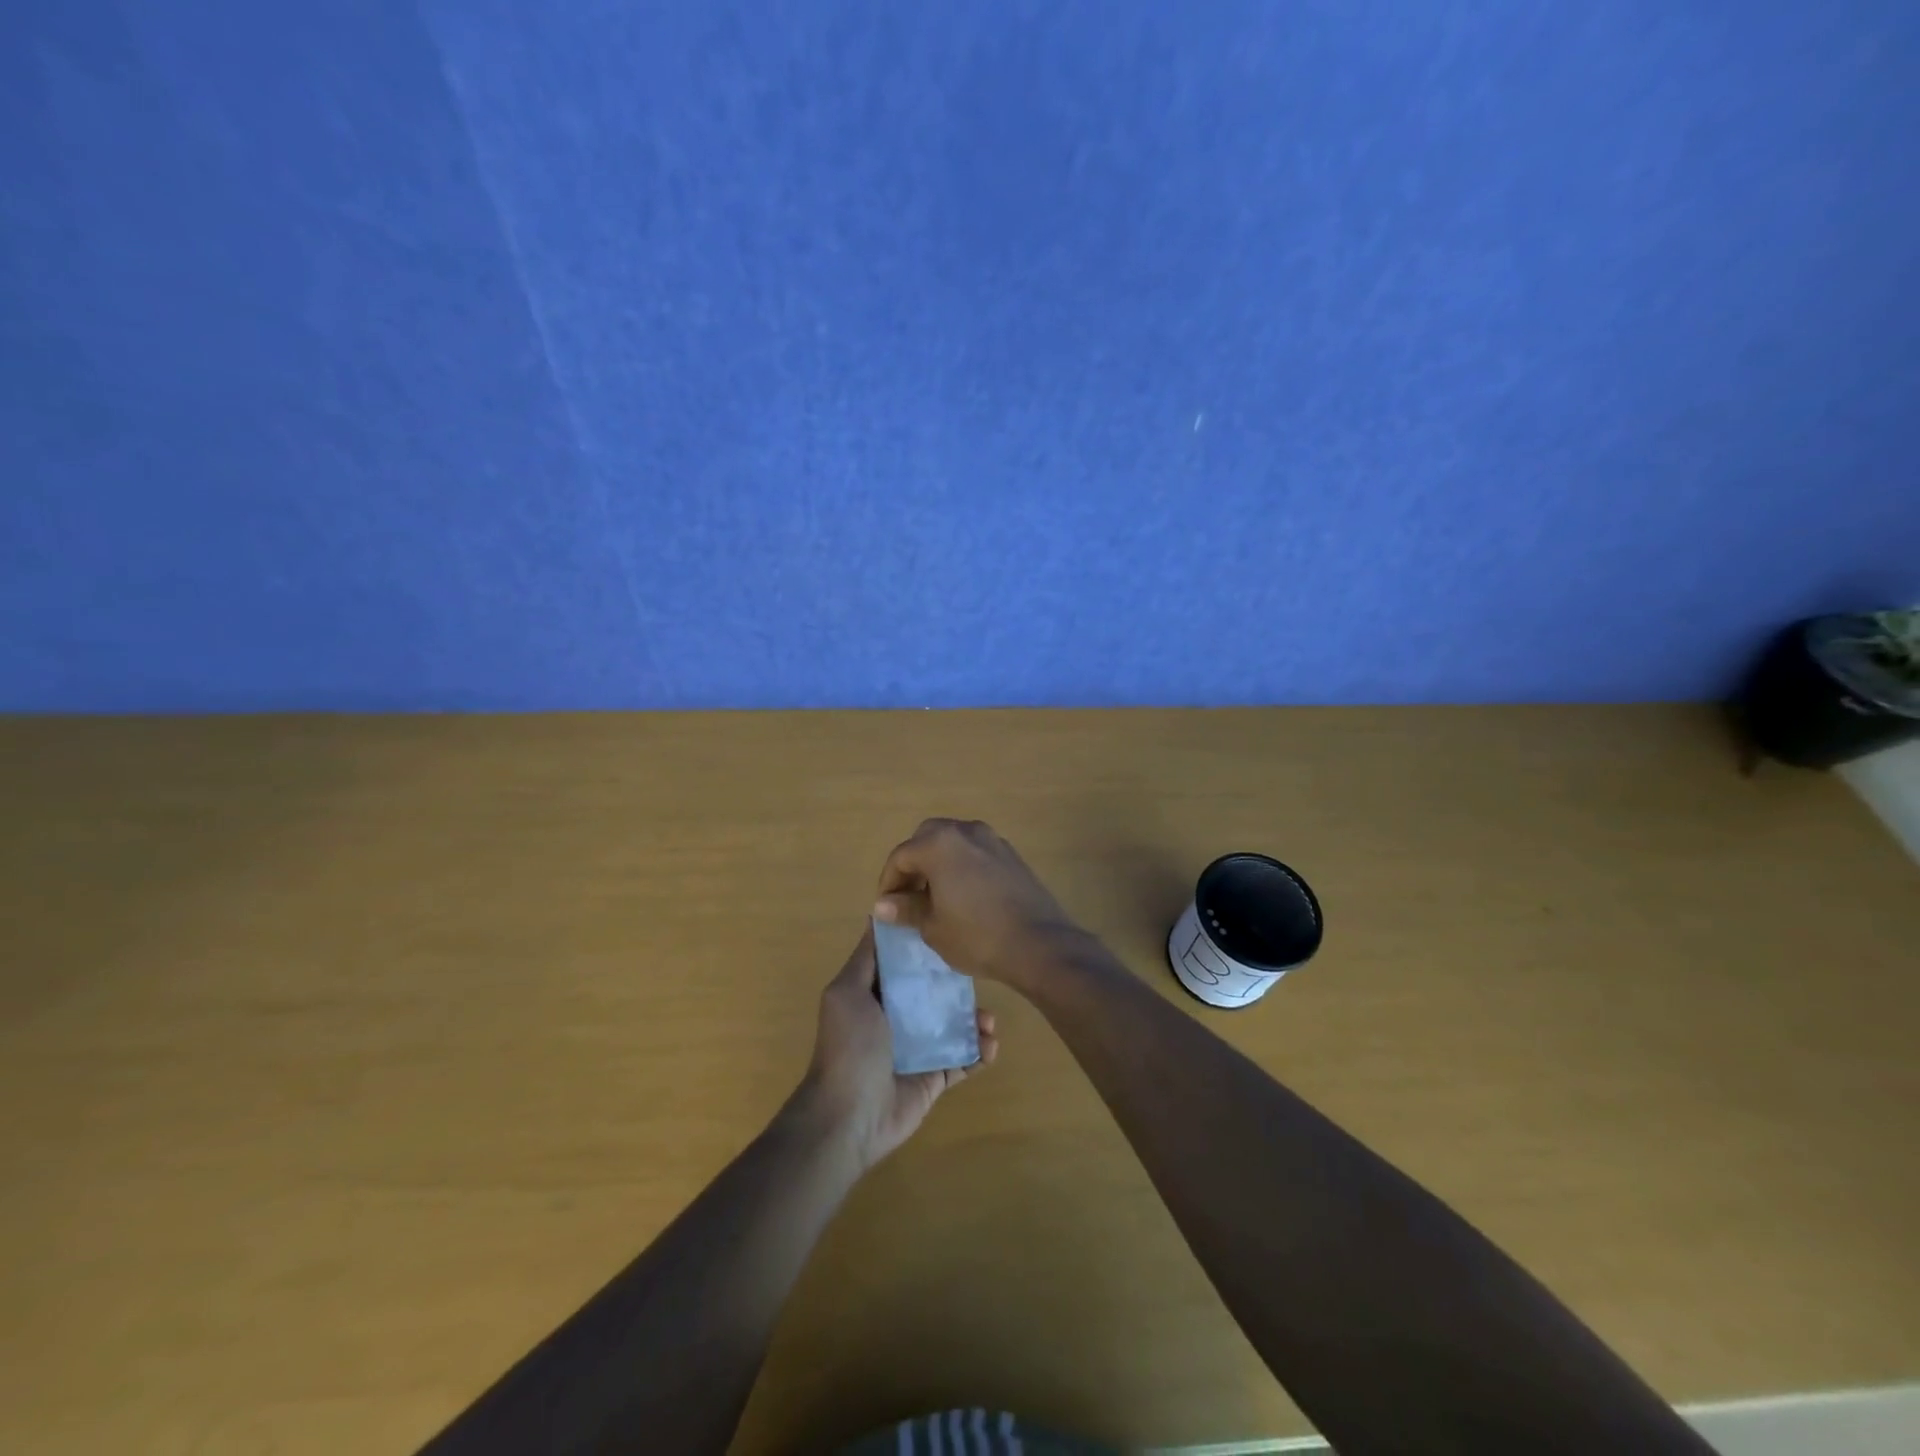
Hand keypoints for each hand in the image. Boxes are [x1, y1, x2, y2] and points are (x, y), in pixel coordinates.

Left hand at [797, 927, 997, 1169]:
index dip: (926, 948)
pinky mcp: (934, 1078)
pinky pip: (963, 1060)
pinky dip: (980, 1053)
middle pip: (936, 993)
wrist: (849, 1116)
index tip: (953, 929)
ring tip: (990, 1021)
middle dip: (960, 985)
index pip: (905, 964)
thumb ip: (865, 958)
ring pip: (954, 1026)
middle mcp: (897, 1018)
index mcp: (875, 995)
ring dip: (975, 1020)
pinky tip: (991, 1046)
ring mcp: (918, 1050)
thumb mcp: (847, 992)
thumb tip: (876, 917)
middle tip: (982, 979)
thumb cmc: (849, 1046)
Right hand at [873, 818, 1084, 987]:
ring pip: (954, 842)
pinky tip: (966, 896)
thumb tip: (884, 904)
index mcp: (939, 844)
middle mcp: (965, 831)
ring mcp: (993, 840)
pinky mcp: (1012, 855)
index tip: (888, 907)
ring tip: (937, 897)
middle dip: (914, 864)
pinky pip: (976, 852)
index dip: (889, 882)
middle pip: (927, 838)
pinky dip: (963, 866)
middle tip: (910, 896)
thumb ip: (907, 908)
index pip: (901, 856)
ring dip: (939, 862)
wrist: (1039, 944)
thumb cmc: (977, 936)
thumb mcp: (933, 927)